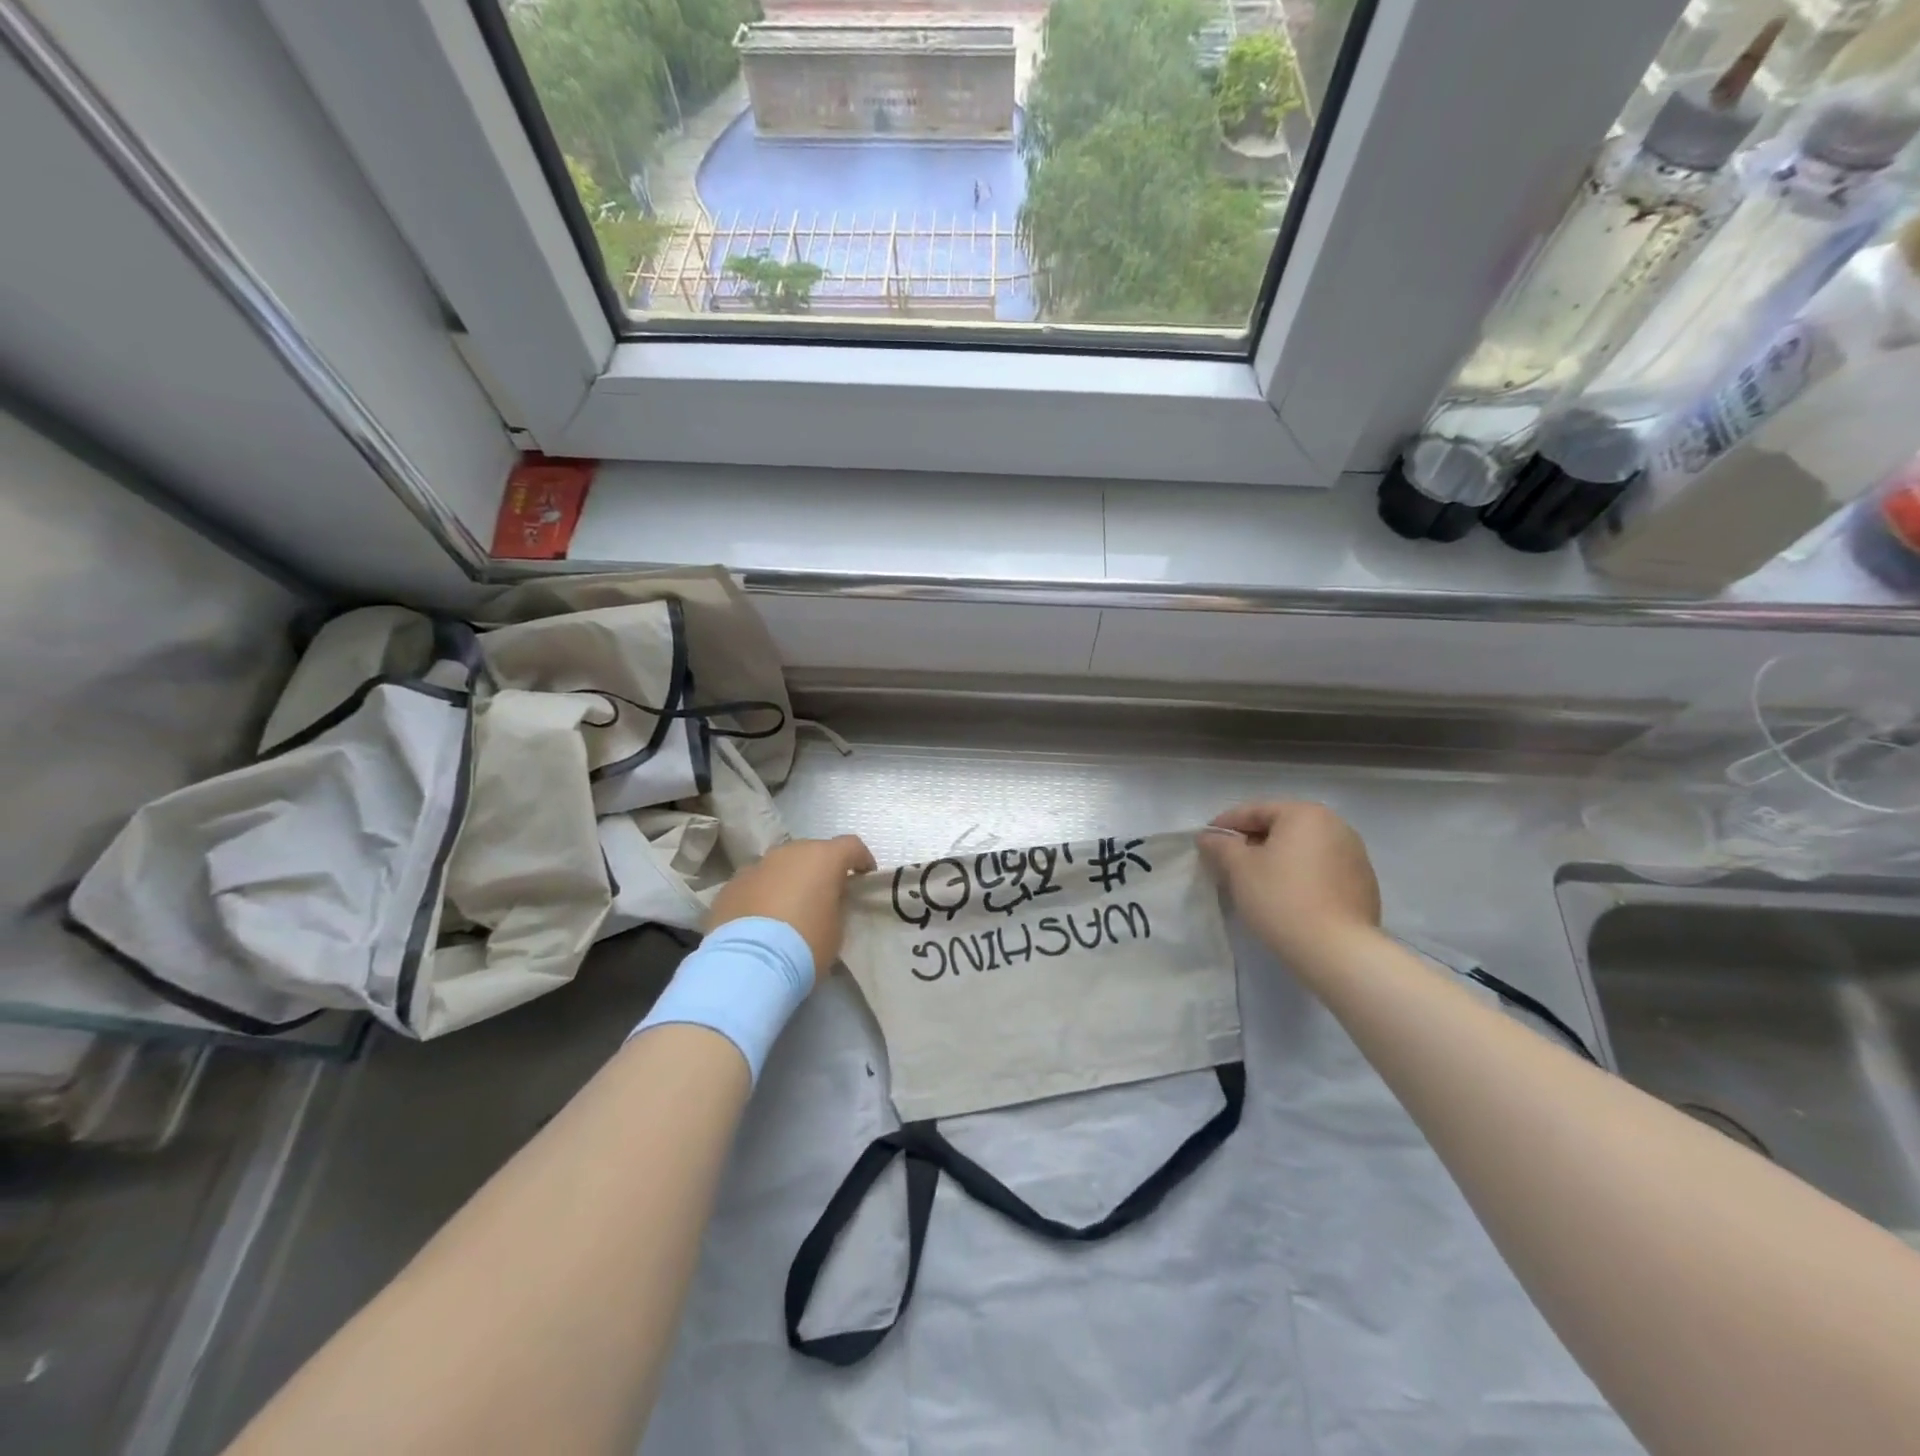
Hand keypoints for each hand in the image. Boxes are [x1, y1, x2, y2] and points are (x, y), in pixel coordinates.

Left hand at [707, 836, 875, 981]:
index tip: (864, 876)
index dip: (861, 859)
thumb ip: (836, 904)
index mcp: (822, 858)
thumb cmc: (805, 944)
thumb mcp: (837, 928)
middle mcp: (788, 852)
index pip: (851, 846)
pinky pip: (755, 884)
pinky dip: (762, 895)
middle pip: (811, 852)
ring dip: (788, 880)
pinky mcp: (730, 886)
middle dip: (820, 869)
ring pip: (780, 866)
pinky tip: (761, 921)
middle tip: (824, 895)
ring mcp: (756, 866)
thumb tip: (828, 898)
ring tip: (789, 909)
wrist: (748, 964)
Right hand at [1199, 802, 1381, 966]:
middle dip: (1252, 841)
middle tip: (1226, 862)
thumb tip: (1208, 837)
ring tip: (1255, 881)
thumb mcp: (1239, 868)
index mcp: (1305, 814)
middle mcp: (1336, 826)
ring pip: (1302, 849)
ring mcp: (1354, 855)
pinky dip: (1299, 875)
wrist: (1337, 950)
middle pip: (1282, 827)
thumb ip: (1220, 845)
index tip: (1205, 841)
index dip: (1225, 824)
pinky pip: (1321, 870)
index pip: (1255, 811)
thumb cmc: (1281, 898)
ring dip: (1277, 859)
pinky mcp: (1363, 885)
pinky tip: (1286, 897)